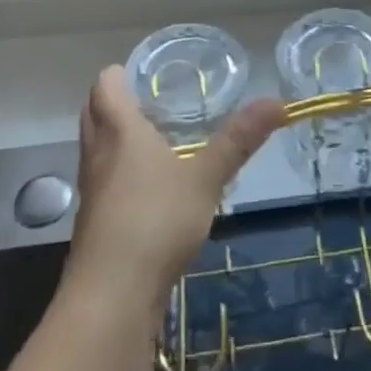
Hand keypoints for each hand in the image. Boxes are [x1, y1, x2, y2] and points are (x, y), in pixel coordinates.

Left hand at [62, 65, 285, 321]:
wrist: (110, 298)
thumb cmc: (155, 221)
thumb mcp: (206, 178)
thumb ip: (238, 140)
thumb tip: (277, 102)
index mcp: (120, 132)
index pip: (105, 86)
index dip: (119, 74)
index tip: (143, 72)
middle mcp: (98, 155)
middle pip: (93, 113)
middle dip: (113, 101)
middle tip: (149, 99)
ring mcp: (92, 192)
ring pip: (96, 150)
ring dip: (115, 138)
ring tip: (153, 139)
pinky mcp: (95, 225)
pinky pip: (103, 183)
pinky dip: (119, 173)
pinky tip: (149, 190)